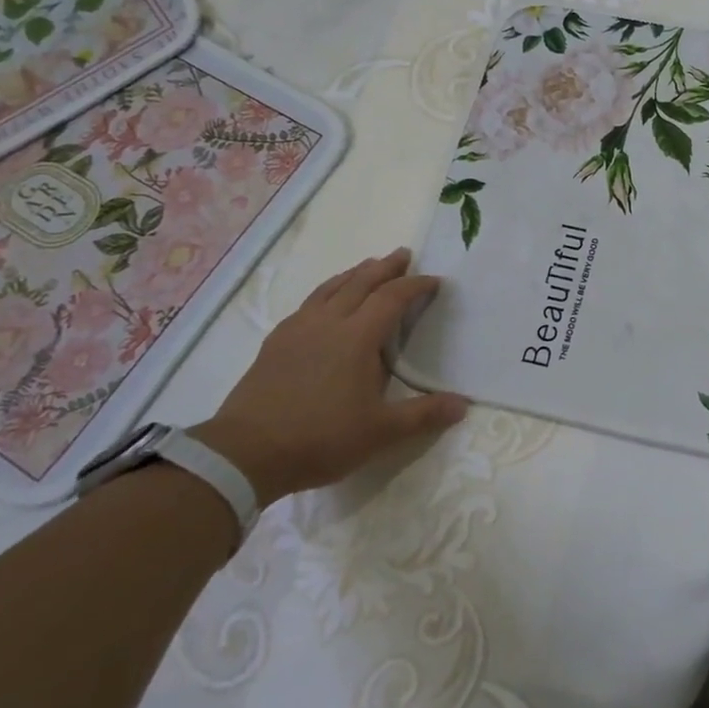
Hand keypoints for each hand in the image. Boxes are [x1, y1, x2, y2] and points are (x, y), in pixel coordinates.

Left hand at [194, 250, 467, 506]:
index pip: (392, 298)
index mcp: (357, 337)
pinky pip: (308, 303)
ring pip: (330, 288)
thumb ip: (423, 415)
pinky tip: (324, 303)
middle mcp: (328, 323)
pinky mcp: (275, 342)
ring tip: (367, 267)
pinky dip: (326, 292)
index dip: (415, 285)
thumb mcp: (381, 432)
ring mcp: (297, 329)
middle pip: (360, 282)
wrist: (245, 453)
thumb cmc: (320, 438)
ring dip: (354, 273)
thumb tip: (463, 405)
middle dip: (385, 266)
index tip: (434, 281)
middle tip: (403, 254)